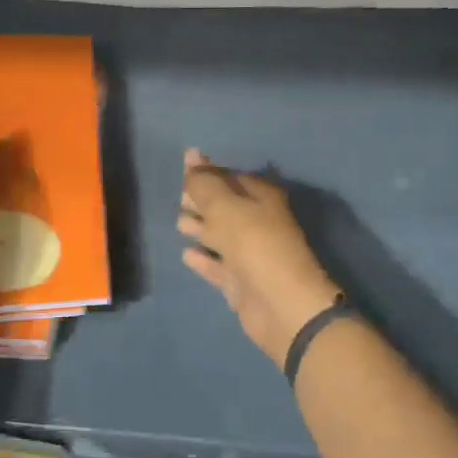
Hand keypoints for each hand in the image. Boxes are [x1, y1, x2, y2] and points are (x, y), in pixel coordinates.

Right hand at [178, 149, 341, 366]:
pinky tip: (186, 254)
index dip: (208, 174)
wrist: (280, 304)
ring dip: (201, 228)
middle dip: (202, 201)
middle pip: (225, 207)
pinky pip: (218, 265)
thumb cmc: (255, 244)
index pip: (231, 178)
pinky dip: (204, 258)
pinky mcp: (241, 282)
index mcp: (262, 198)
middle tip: (177, 196)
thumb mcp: (225, 207)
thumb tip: (191, 153)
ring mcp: (250, 254)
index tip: (184, 171)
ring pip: (220, 236)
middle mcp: (258, 223)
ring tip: (178, 222)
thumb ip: (204, 183)